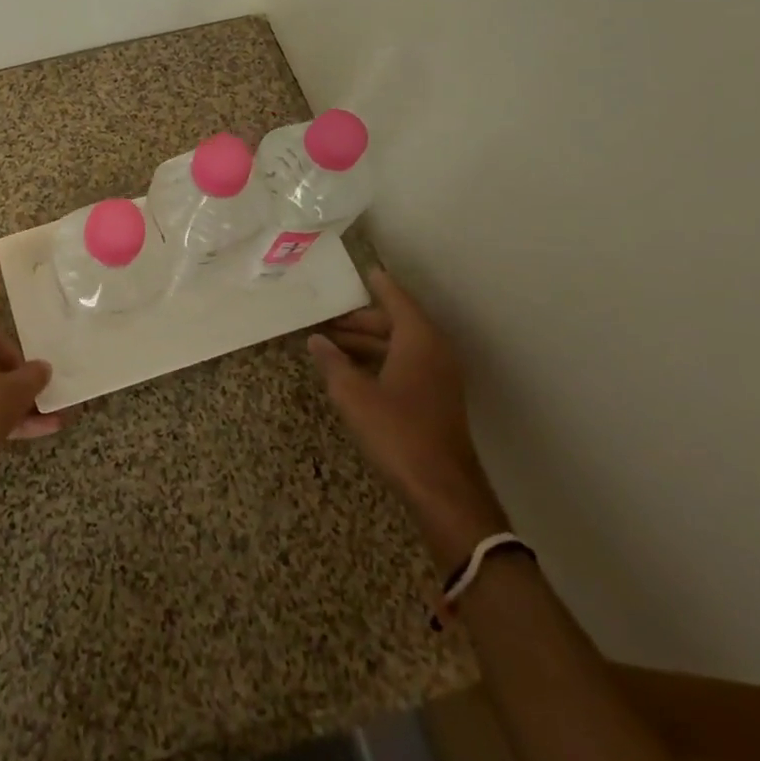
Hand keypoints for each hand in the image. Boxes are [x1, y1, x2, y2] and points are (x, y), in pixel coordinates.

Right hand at [309, 269, 509, 570]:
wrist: (443, 491)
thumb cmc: (397, 432)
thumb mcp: (353, 395)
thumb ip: (332, 363)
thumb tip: (316, 341)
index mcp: (418, 339)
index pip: (394, 298)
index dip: (376, 283)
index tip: (361, 269)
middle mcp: (433, 350)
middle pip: (395, 321)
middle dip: (360, 319)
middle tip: (326, 317)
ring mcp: (439, 376)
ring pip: (399, 345)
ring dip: (368, 342)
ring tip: (331, 343)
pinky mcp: (437, 399)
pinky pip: (405, 363)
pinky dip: (380, 359)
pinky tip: (354, 370)